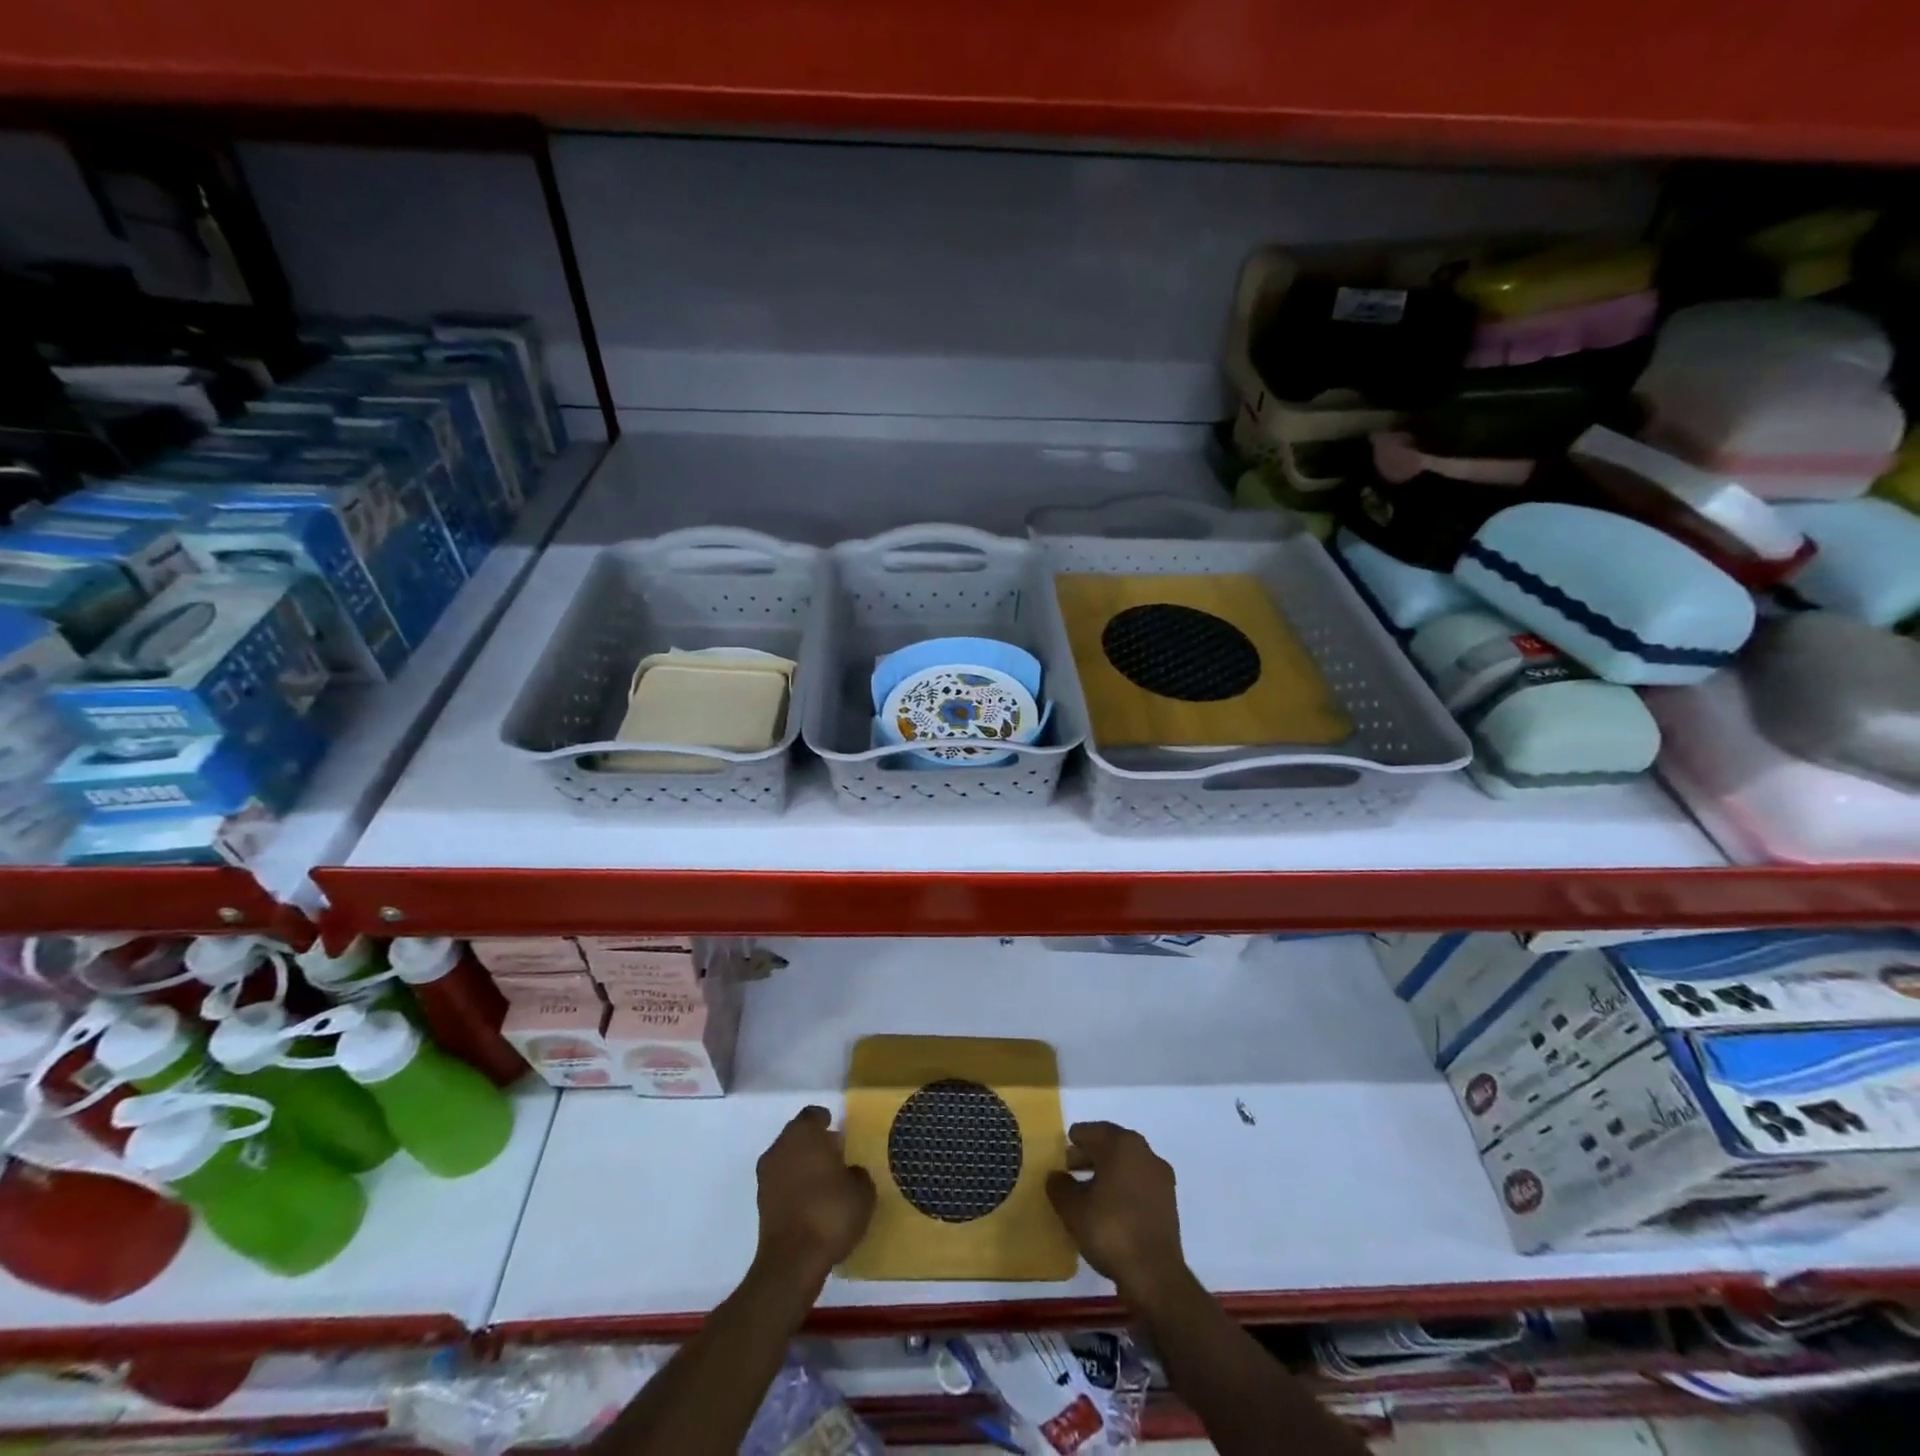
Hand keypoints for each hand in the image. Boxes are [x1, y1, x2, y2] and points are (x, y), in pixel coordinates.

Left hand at [754, 1106, 875, 1281]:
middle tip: (835, 1155)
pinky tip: (811, 1201)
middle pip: (797, 1135)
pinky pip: (781, 1183)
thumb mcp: (862, 1191)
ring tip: (825, 1181)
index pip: (813, 1115)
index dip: (826, 1120)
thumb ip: (857, 1173)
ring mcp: (766, 1176)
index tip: (838, 1130)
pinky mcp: (761, 1203)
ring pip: (787, 1159)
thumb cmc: (830, 1213)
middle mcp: (780, 1147)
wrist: (792, 1262)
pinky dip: (794, 1186)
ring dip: (802, 1165)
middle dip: (814, 1142)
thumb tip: (850, 1172)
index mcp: (803, 1133)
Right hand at [1046, 1121, 1188, 1310]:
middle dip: (1089, 1155)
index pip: (1090, 1131)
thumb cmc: (1110, 1230)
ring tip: (1087, 1191)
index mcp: (1121, 1144)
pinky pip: (1139, 1183)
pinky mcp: (1168, 1201)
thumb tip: (1056, 1176)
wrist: (1155, 1275)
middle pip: (1111, 1145)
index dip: (1073, 1141)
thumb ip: (1059, 1186)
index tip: (1060, 1154)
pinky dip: (1123, 1187)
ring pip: (1126, 1164)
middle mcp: (1144, 1152)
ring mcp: (1160, 1177)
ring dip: (1107, 1172)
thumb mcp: (1072, 1209)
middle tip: (1069, 1169)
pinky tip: (1109, 1208)